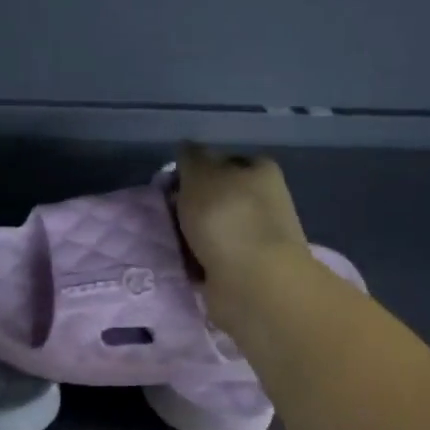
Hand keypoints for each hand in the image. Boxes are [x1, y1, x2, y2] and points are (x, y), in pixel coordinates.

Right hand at [173, 143, 316, 332]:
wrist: (252, 281)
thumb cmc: (226, 216)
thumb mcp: (200, 173)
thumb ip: (191, 157)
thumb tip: (187, 149)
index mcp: (259, 170)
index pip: (221, 161)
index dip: (194, 170)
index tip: (170, 184)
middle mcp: (263, 201)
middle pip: (215, 196)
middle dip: (188, 206)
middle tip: (165, 214)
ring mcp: (256, 237)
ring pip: (210, 228)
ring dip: (188, 235)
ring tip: (169, 241)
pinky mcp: (246, 269)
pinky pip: (210, 257)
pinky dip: (195, 260)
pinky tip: (181, 263)